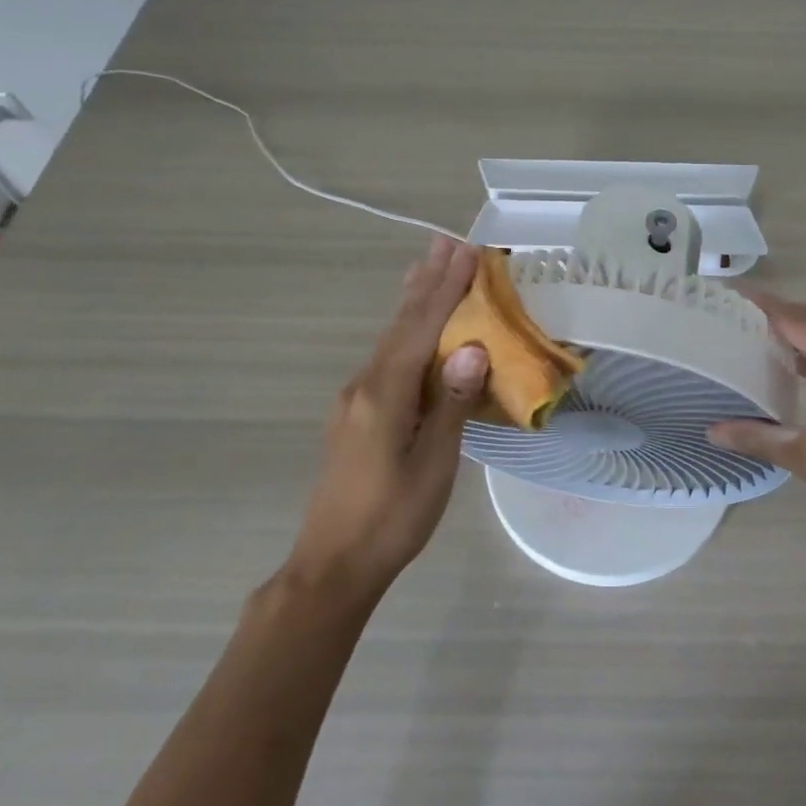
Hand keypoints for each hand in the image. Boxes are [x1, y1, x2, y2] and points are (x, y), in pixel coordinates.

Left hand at [291, 236, 489, 598]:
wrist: (333, 564)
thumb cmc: (392, 518)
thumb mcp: (433, 465)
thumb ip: (450, 404)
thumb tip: (472, 349)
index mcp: (384, 393)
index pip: (422, 327)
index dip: (447, 288)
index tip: (468, 252)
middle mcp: (365, 384)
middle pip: (401, 323)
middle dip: (427, 281)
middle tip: (445, 241)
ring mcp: (356, 398)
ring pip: (391, 337)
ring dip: (413, 300)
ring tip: (426, 265)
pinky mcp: (356, 413)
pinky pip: (386, 356)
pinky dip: (405, 329)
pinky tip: (410, 326)